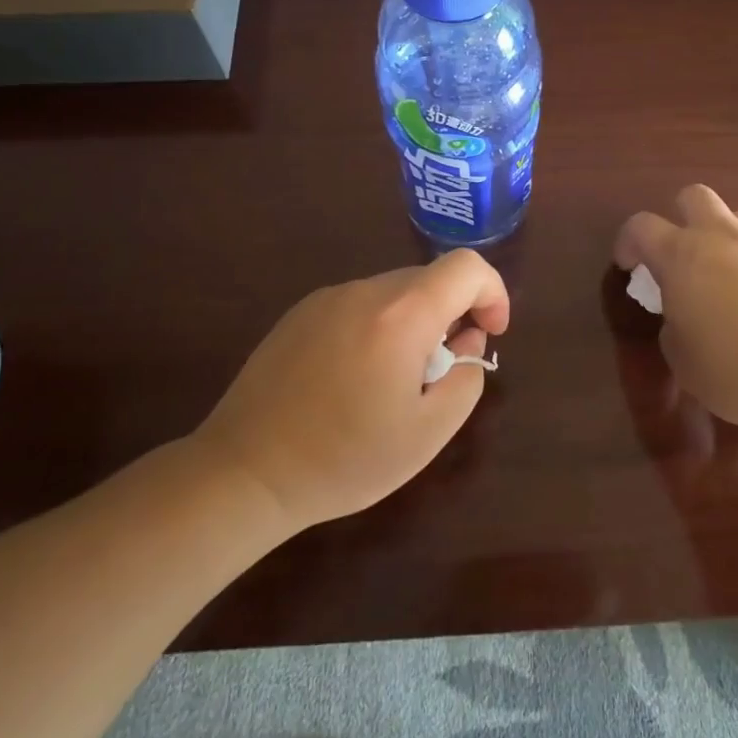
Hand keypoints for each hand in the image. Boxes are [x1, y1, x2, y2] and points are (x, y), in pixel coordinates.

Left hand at [189, 251, 510, 529]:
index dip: (492, 292)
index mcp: (401, 315)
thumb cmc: (345, 458)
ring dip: (413, 323)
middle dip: (451, 315)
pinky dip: (377, 327)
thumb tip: (466, 341)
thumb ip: (465, 377)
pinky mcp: (300, 313)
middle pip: (430, 280)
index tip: (489, 333)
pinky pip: (359, 305)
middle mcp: (364, 291)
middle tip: (440, 371)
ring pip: (394, 293)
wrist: (246, 471)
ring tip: (392, 382)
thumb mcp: (428, 433)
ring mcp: (327, 298)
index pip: (466, 267)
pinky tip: (353, 378)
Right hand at [615, 185, 737, 436]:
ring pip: (734, 218)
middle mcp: (720, 237)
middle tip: (679, 256)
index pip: (640, 227)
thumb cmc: (733, 369)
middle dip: (680, 217)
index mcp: (681, 255)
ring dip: (720, 238)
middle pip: (693, 197)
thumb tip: (682, 316)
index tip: (630, 267)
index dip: (628, 243)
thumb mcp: (681, 359)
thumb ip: (673, 326)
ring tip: (722, 277)